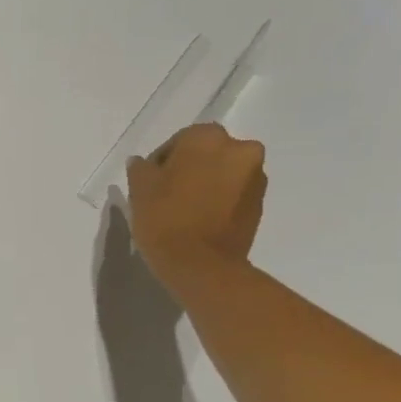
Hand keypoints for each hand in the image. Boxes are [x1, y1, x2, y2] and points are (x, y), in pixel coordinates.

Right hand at [126, 123, 266, 289]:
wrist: (201, 264)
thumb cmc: (165, 218)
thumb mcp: (139, 188)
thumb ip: (141, 168)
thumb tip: (143, 163)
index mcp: (207, 137)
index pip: (179, 141)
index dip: (161, 161)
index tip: (149, 183)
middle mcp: (240, 148)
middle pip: (207, 154)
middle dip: (190, 168)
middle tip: (167, 193)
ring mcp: (255, 177)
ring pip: (223, 172)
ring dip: (207, 183)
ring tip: (185, 209)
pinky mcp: (261, 203)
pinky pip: (234, 193)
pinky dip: (219, 200)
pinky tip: (200, 219)